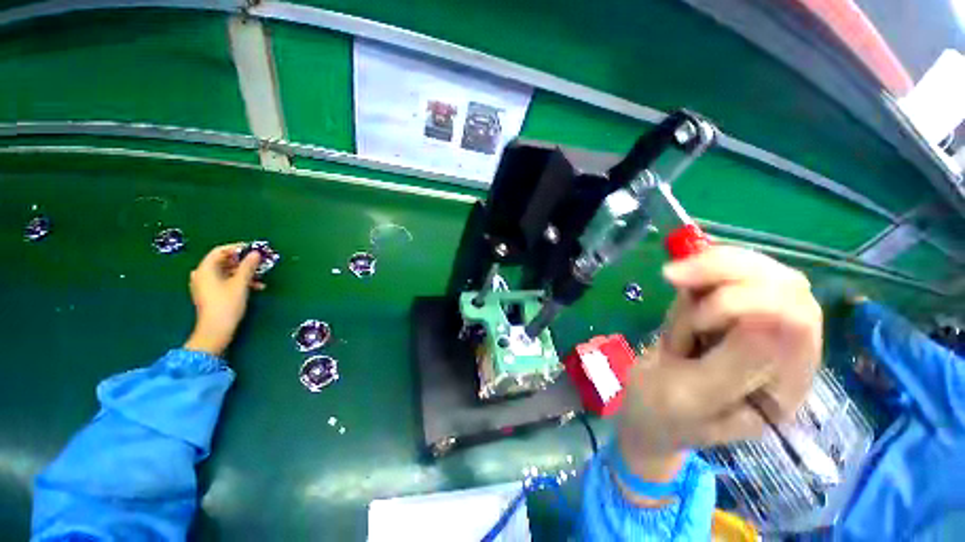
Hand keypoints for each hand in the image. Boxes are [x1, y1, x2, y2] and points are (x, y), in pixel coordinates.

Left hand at [183, 243, 263, 356]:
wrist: (215, 330)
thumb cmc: (227, 304)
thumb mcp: (241, 283)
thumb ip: (248, 266)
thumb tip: (256, 253)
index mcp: (205, 269)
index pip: (220, 251)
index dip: (238, 248)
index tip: (254, 249)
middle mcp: (201, 275)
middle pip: (223, 261)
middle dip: (242, 262)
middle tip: (259, 263)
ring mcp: (204, 286)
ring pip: (226, 272)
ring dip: (243, 273)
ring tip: (259, 277)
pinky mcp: (210, 294)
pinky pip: (224, 281)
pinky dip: (238, 281)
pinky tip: (254, 287)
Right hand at [617, 247, 821, 479]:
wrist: (647, 408)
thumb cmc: (664, 412)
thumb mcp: (692, 398)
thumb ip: (735, 367)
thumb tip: (771, 319)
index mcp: (784, 382)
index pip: (796, 319)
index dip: (749, 297)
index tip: (689, 298)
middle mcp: (784, 349)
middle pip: (782, 284)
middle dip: (726, 272)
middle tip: (673, 275)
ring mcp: (759, 326)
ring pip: (757, 272)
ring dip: (710, 271)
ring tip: (673, 281)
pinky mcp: (732, 312)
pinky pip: (729, 275)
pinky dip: (702, 271)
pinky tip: (681, 283)